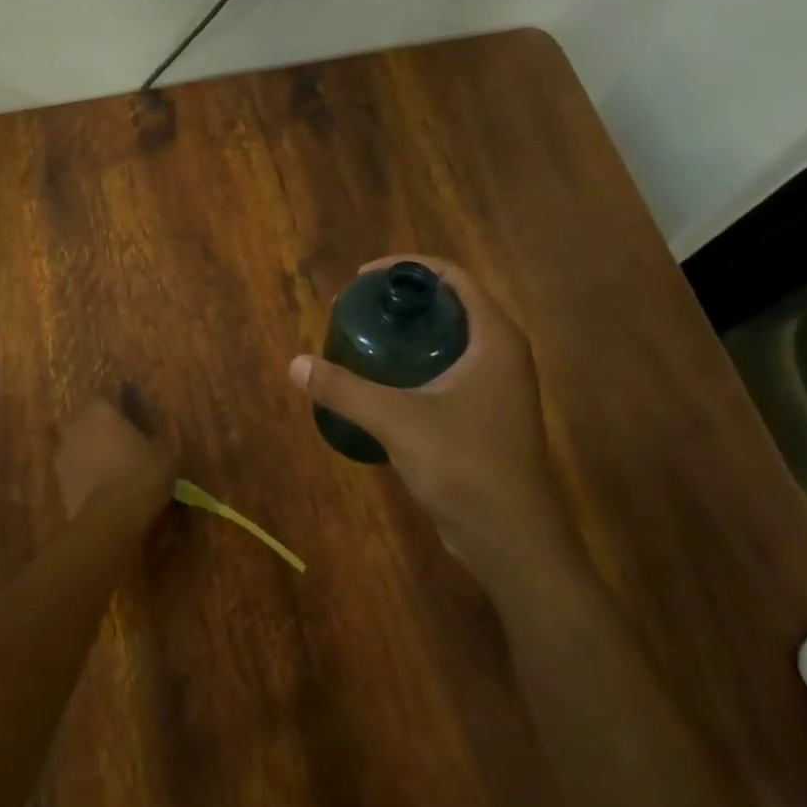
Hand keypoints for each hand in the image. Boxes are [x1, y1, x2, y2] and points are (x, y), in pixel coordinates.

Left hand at [53, 398, 173, 524]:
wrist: (111, 516)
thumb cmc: (141, 472)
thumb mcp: (162, 452)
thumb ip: (150, 439)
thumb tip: (149, 438)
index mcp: (99, 409)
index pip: (103, 401)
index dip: (116, 413)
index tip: (129, 426)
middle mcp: (74, 426)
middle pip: (81, 422)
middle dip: (95, 431)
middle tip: (116, 447)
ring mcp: (60, 455)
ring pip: (74, 448)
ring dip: (86, 456)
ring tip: (108, 473)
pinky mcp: (56, 484)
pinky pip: (72, 474)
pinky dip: (82, 479)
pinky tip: (100, 492)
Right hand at [289, 255, 582, 594]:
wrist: (510, 538)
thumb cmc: (464, 466)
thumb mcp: (397, 422)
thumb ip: (345, 390)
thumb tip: (296, 364)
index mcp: (494, 339)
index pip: (454, 278)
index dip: (407, 268)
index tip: (363, 279)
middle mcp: (501, 354)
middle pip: (451, 305)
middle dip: (403, 300)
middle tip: (357, 309)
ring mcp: (497, 387)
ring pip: (449, 339)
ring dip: (408, 332)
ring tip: (363, 339)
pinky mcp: (487, 414)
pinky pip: (448, 369)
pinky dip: (415, 363)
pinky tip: (382, 382)